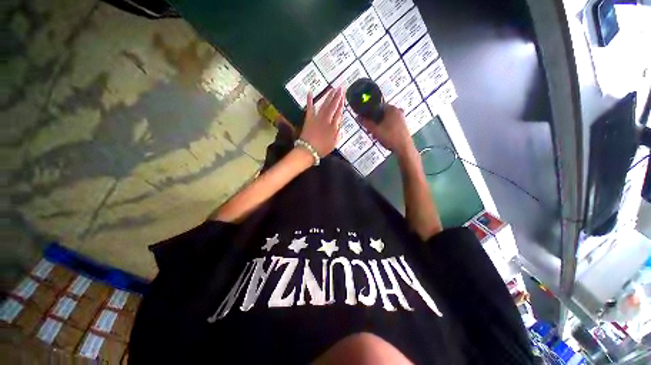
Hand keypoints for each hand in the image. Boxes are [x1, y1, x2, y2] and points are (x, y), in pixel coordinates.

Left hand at [300, 88, 343, 156]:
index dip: (341, 105)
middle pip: (332, 107)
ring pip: (324, 105)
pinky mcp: (309, 119)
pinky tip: (310, 92)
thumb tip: (340, 125)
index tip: (343, 97)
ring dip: (328, 96)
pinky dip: (309, 100)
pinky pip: (310, 108)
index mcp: (333, 127)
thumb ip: (338, 134)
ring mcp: (317, 118)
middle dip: (337, 97)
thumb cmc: (322, 149)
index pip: (338, 113)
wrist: (308, 150)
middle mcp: (326, 120)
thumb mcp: (333, 144)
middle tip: (341, 88)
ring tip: (332, 89)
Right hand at [360, 104, 413, 155]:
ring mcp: (401, 118)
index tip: (364, 119)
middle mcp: (397, 111)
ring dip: (378, 126)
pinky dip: (384, 128)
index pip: (377, 106)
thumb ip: (366, 123)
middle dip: (373, 121)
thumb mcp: (375, 130)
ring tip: (373, 134)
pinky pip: (390, 123)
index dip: (368, 113)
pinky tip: (380, 136)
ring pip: (385, 119)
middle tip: (368, 129)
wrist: (403, 148)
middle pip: (381, 113)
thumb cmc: (390, 137)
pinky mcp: (402, 125)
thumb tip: (358, 117)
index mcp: (391, 109)